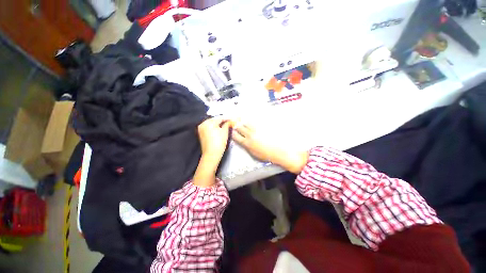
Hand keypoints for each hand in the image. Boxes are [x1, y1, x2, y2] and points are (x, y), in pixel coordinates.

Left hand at [198, 117, 229, 163]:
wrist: (212, 154)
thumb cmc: (219, 142)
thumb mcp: (225, 132)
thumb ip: (227, 124)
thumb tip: (229, 121)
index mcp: (208, 122)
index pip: (220, 118)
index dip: (227, 118)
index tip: (233, 119)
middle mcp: (203, 123)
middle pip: (215, 120)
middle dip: (223, 121)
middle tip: (230, 122)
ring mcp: (201, 128)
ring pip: (212, 124)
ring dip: (219, 124)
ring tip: (226, 125)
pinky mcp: (201, 133)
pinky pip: (209, 128)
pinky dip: (214, 127)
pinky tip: (220, 128)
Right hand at [232, 123, 307, 173]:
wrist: (279, 151)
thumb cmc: (266, 155)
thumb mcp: (253, 154)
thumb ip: (246, 146)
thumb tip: (242, 141)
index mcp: (247, 143)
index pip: (235, 136)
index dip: (232, 132)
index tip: (232, 131)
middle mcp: (249, 134)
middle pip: (239, 127)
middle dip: (235, 124)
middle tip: (234, 122)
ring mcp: (256, 129)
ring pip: (246, 122)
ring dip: (242, 120)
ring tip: (240, 118)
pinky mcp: (262, 126)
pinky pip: (254, 121)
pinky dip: (250, 120)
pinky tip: (249, 118)